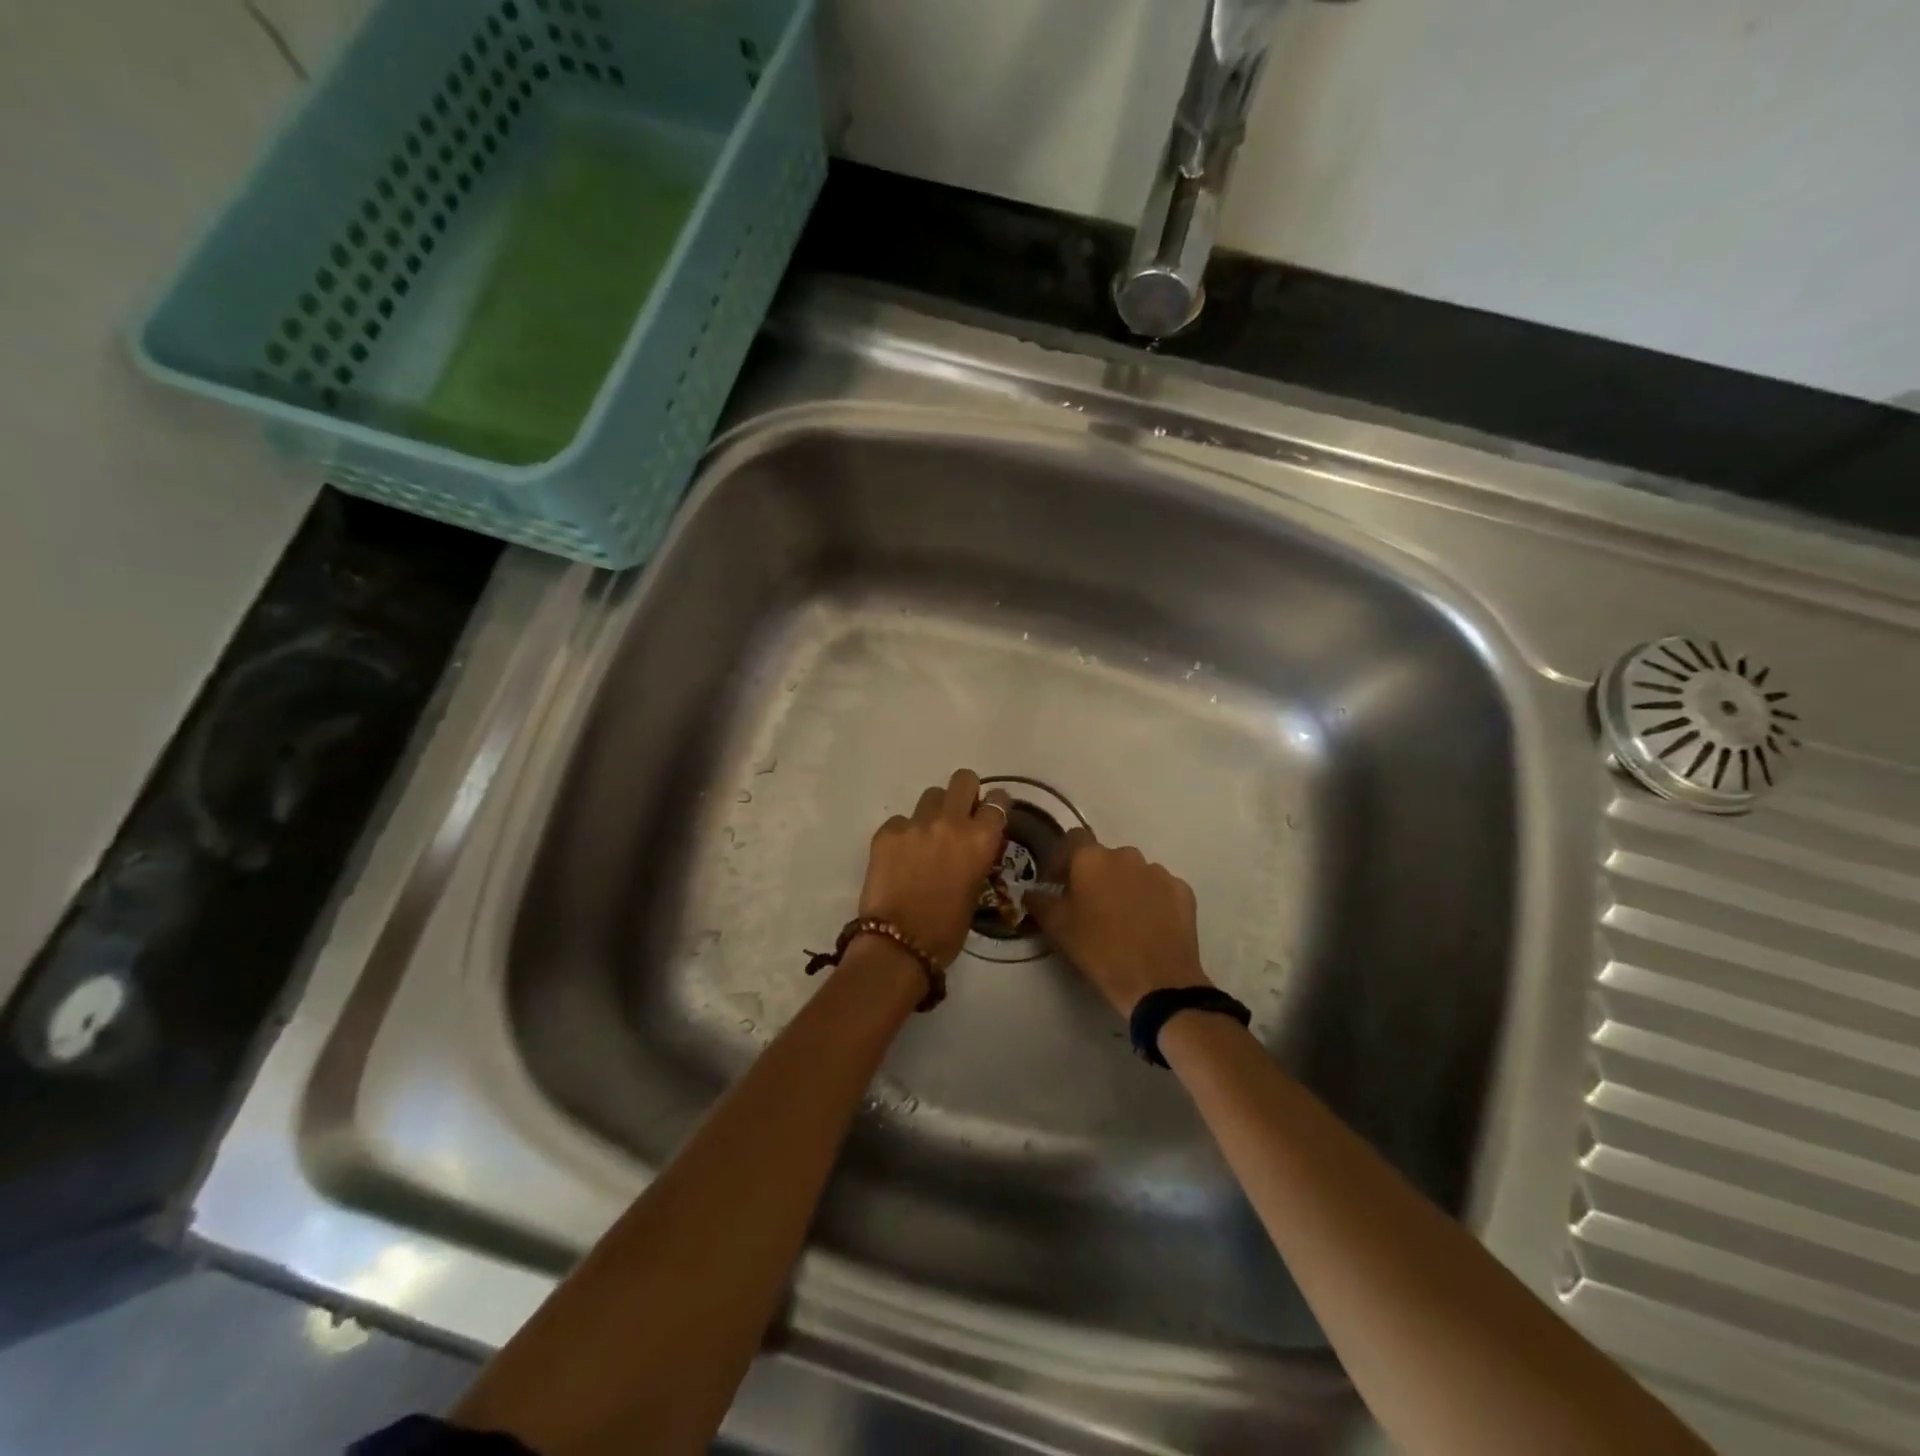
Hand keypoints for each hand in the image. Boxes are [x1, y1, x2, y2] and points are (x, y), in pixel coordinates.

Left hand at [859, 769, 1012, 965]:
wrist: (899, 944)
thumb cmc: (947, 928)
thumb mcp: (976, 889)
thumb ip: (976, 857)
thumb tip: (971, 846)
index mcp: (981, 839)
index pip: (997, 801)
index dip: (994, 805)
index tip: (989, 813)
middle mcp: (951, 822)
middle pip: (963, 779)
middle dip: (964, 792)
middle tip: (959, 813)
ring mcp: (916, 823)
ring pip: (931, 795)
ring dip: (934, 810)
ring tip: (927, 835)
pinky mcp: (887, 831)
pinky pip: (901, 820)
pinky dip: (904, 833)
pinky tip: (901, 856)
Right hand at [1026, 828, 1210, 1016]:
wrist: (1157, 982)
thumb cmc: (1099, 950)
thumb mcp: (1057, 928)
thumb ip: (1039, 902)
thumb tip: (1031, 891)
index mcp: (1091, 858)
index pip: (1072, 839)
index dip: (1063, 858)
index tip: (1057, 882)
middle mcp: (1126, 855)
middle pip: (1105, 857)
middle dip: (1095, 874)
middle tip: (1090, 904)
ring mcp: (1158, 871)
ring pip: (1134, 871)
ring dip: (1124, 885)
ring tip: (1122, 917)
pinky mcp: (1182, 891)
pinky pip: (1160, 888)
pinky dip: (1152, 899)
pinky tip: (1148, 925)